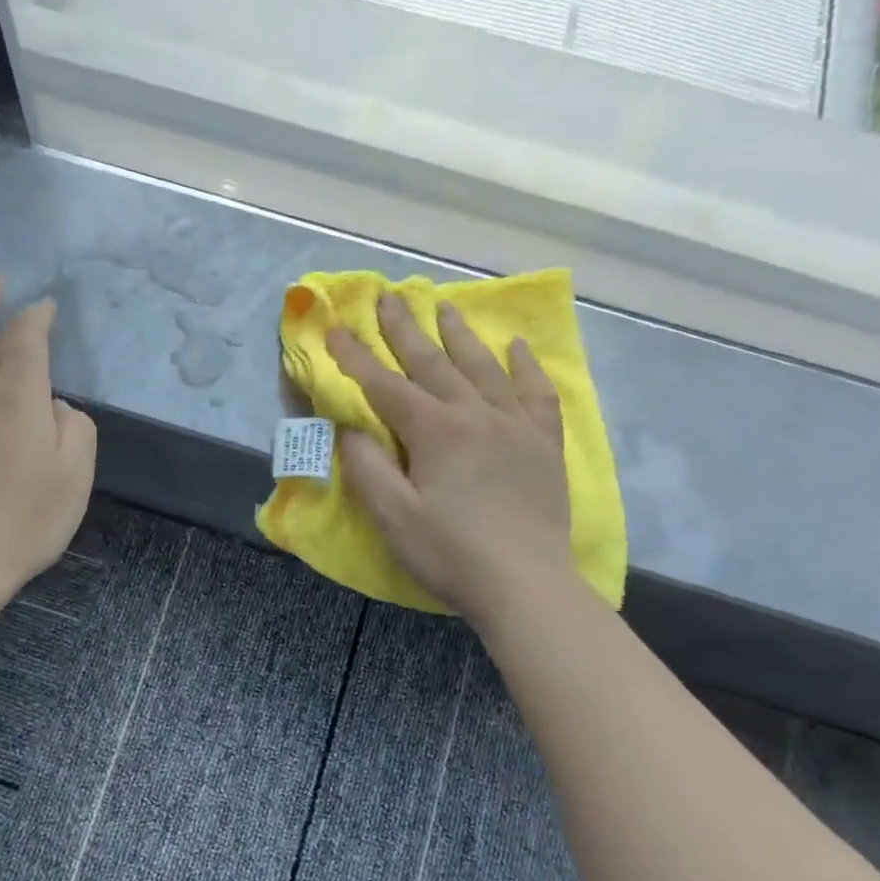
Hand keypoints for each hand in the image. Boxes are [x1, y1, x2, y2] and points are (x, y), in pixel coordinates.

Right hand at [328, 292, 573, 624]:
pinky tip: (518, 347)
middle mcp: (475, 414)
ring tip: (446, 306)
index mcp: (435, 431)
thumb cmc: (450, 553)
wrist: (526, 584)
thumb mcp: (393, 517)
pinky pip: (537, 393)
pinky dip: (526, 366)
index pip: (386, 385)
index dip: (356, 357)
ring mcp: (515, 425)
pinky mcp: (544, 443)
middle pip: (433, 362)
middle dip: (405, 328)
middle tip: (389, 296)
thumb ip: (367, 467)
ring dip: (460, 334)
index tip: (335, 328)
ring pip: (483, 367)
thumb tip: (349, 428)